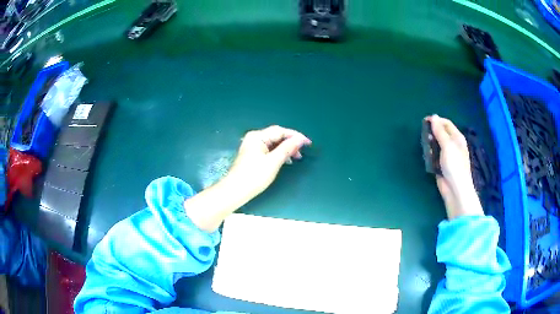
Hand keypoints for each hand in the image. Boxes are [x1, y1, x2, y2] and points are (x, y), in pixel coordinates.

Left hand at [227, 125, 311, 197]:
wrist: (236, 191)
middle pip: (276, 136)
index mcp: (257, 136)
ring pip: (273, 143)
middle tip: (302, 152)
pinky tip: (285, 160)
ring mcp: (252, 146)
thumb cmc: (254, 176)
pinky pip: (269, 150)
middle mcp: (254, 138)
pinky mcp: (252, 155)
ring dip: (286, 149)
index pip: (280, 131)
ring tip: (296, 158)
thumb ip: (287, 148)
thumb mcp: (273, 162)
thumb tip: (300, 139)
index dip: (295, 136)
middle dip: (291, 142)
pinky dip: (278, 153)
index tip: (308, 143)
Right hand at [426, 115, 483, 219]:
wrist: (454, 188)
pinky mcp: (441, 164)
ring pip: (436, 144)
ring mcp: (447, 155)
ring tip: (426, 147)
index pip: (446, 124)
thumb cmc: (454, 165)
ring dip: (430, 144)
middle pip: (441, 133)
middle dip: (432, 133)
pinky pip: (434, 155)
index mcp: (457, 138)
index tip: (425, 121)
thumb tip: (433, 116)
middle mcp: (453, 144)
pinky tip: (427, 157)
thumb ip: (439, 131)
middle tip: (424, 135)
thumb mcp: (447, 145)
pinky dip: (430, 154)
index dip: (436, 121)